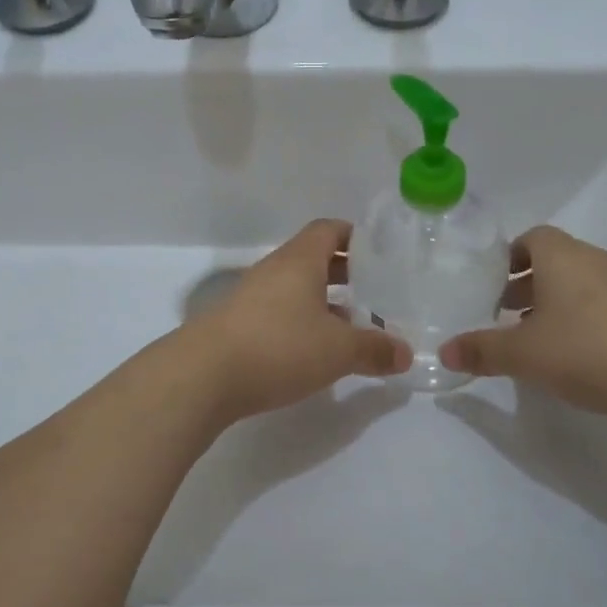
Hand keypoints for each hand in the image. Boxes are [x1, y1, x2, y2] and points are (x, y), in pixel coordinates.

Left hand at [188, 219, 411, 422]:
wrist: (201, 376)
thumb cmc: (278, 347)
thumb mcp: (337, 350)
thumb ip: (374, 349)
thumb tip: (405, 353)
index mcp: (300, 260)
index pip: (329, 230)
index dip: (356, 236)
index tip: (381, 253)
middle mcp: (274, 270)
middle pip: (314, 259)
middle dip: (346, 272)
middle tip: (376, 291)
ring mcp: (252, 297)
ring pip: (297, 288)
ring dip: (324, 302)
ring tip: (354, 326)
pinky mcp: (238, 325)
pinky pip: (279, 312)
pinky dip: (302, 323)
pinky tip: (316, 351)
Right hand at [439, 225, 606, 430]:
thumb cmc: (590, 350)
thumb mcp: (525, 354)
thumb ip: (483, 351)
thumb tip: (444, 353)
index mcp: (563, 256)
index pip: (531, 237)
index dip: (508, 256)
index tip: (490, 284)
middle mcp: (597, 261)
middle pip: (555, 261)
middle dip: (526, 284)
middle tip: (503, 314)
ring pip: (581, 285)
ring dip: (555, 305)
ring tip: (537, 340)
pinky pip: (606, 307)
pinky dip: (585, 322)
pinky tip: (579, 358)